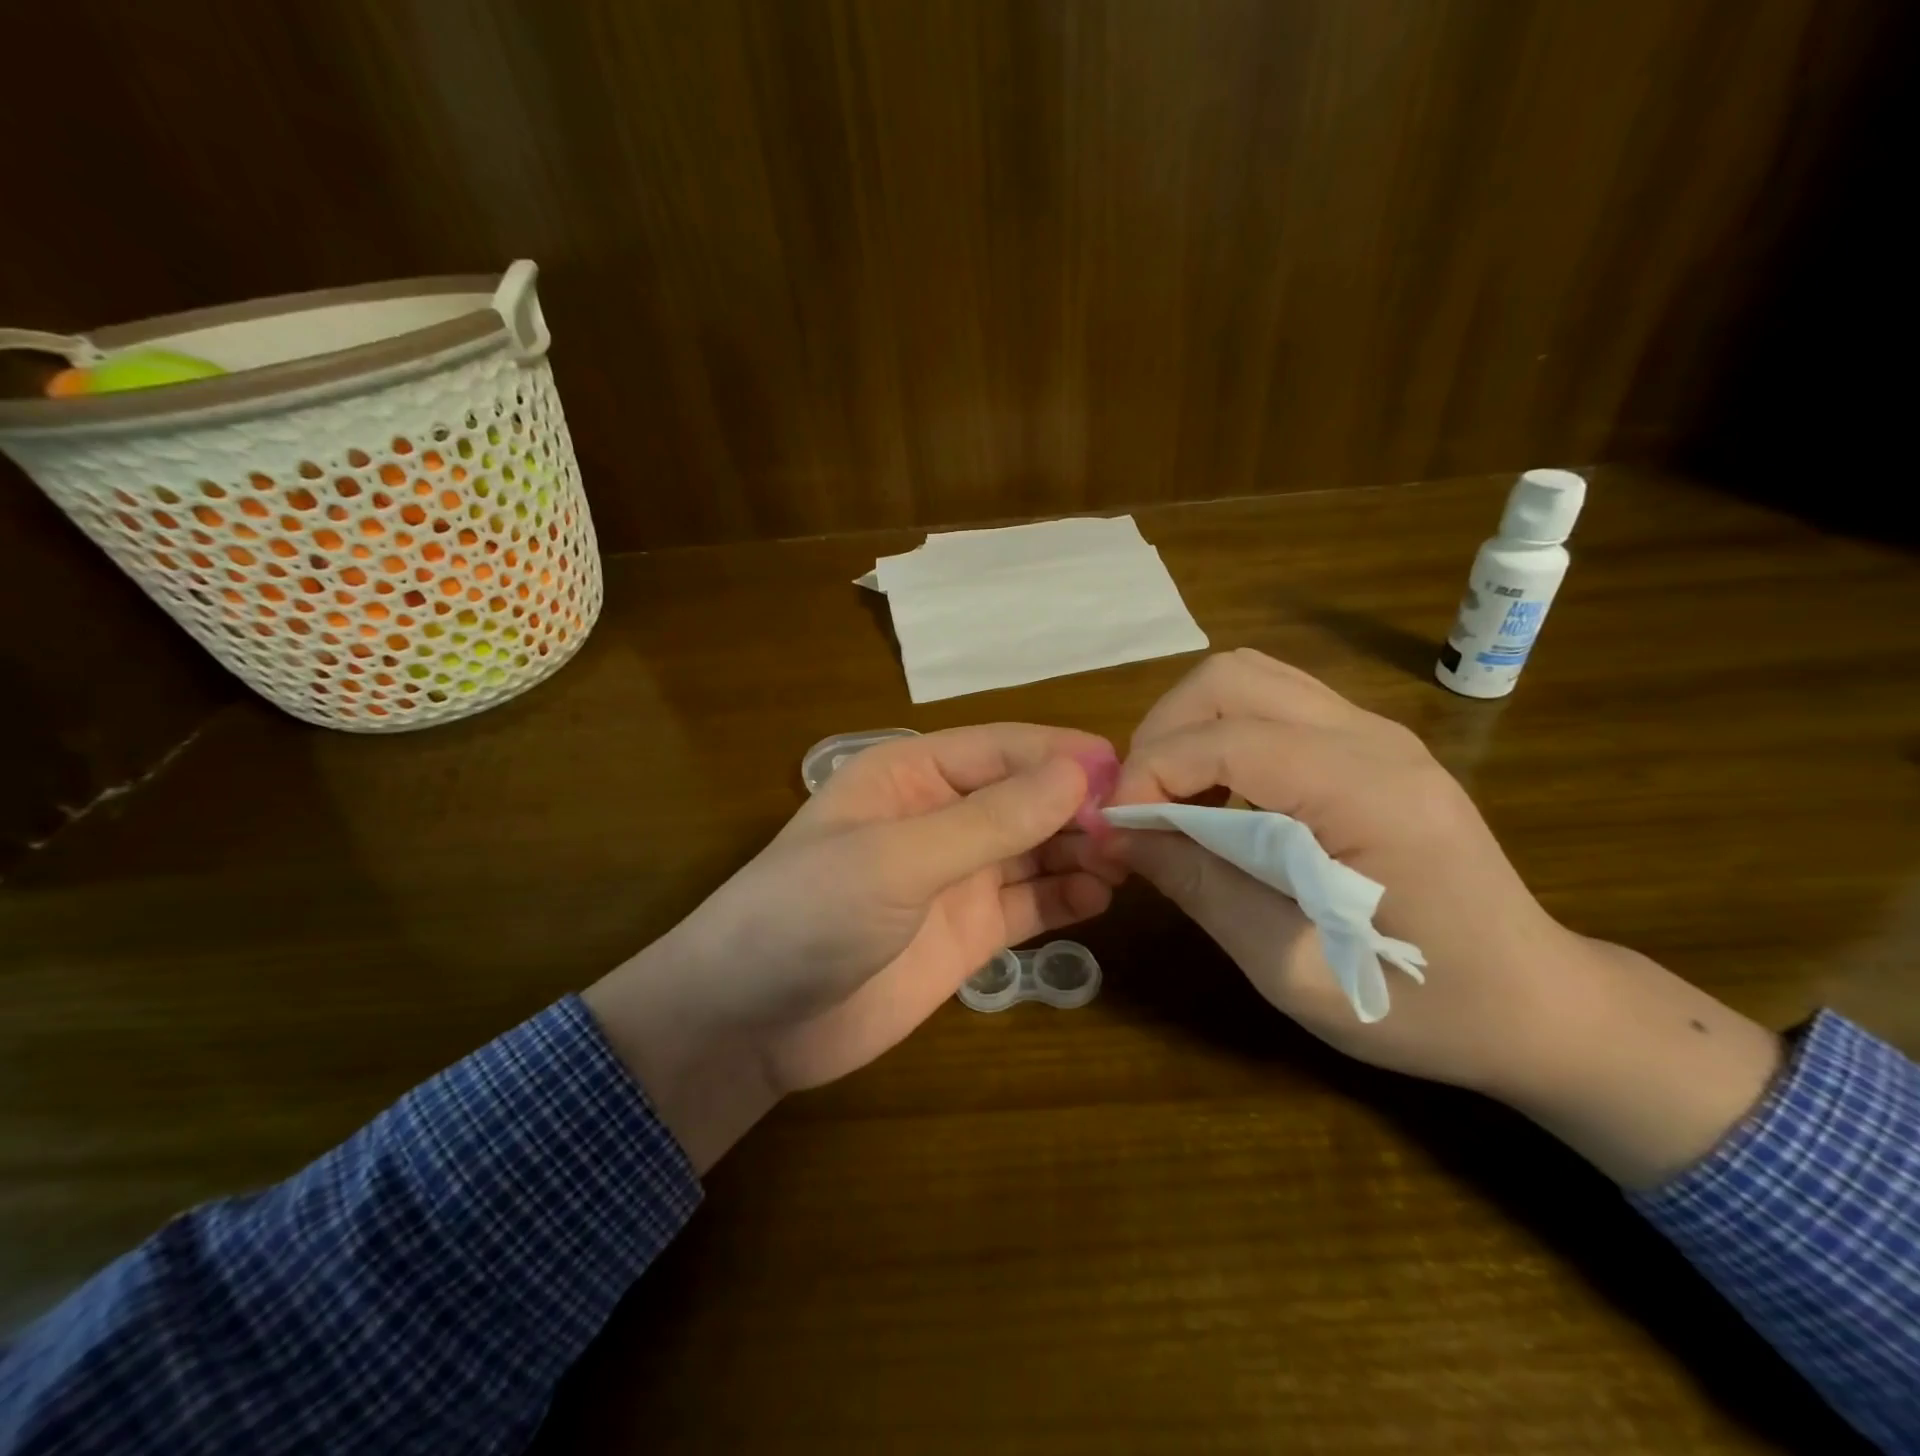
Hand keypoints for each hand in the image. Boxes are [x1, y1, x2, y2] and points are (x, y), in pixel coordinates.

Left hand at [584, 725, 1121, 1169]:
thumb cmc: (807, 915)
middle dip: (1079, 806)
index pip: (1002, 749)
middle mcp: (940, 817)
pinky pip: (1031, 904)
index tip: (1126, 771)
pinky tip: (1101, 898)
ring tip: (1128, 862)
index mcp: (912, 775)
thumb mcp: (897, 859)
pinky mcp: (969, 933)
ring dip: (1081, 850)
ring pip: (1036, 849)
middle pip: (1026, 797)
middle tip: (1138, 826)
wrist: (750, 1025)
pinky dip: (1067, 897)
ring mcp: (957, 877)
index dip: (1061, 755)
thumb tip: (1078, 770)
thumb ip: (989, 820)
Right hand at [1112, 651, 1780, 1186]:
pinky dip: (1219, 735)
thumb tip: (1118, 836)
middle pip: (1229, 677)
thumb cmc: (1421, 1006)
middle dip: (1161, 733)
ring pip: (1247, 678)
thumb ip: (1200, 887)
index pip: (1227, 739)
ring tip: (1168, 798)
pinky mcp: (1369, 743)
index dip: (1150, 773)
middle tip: (1138, 805)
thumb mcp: (1292, 969)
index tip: (1116, 829)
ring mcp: (1375, 732)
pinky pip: (1271, 704)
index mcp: (1368, 795)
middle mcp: (1373, 738)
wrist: (1537, 1004)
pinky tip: (1215, 795)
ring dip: (1188, 728)